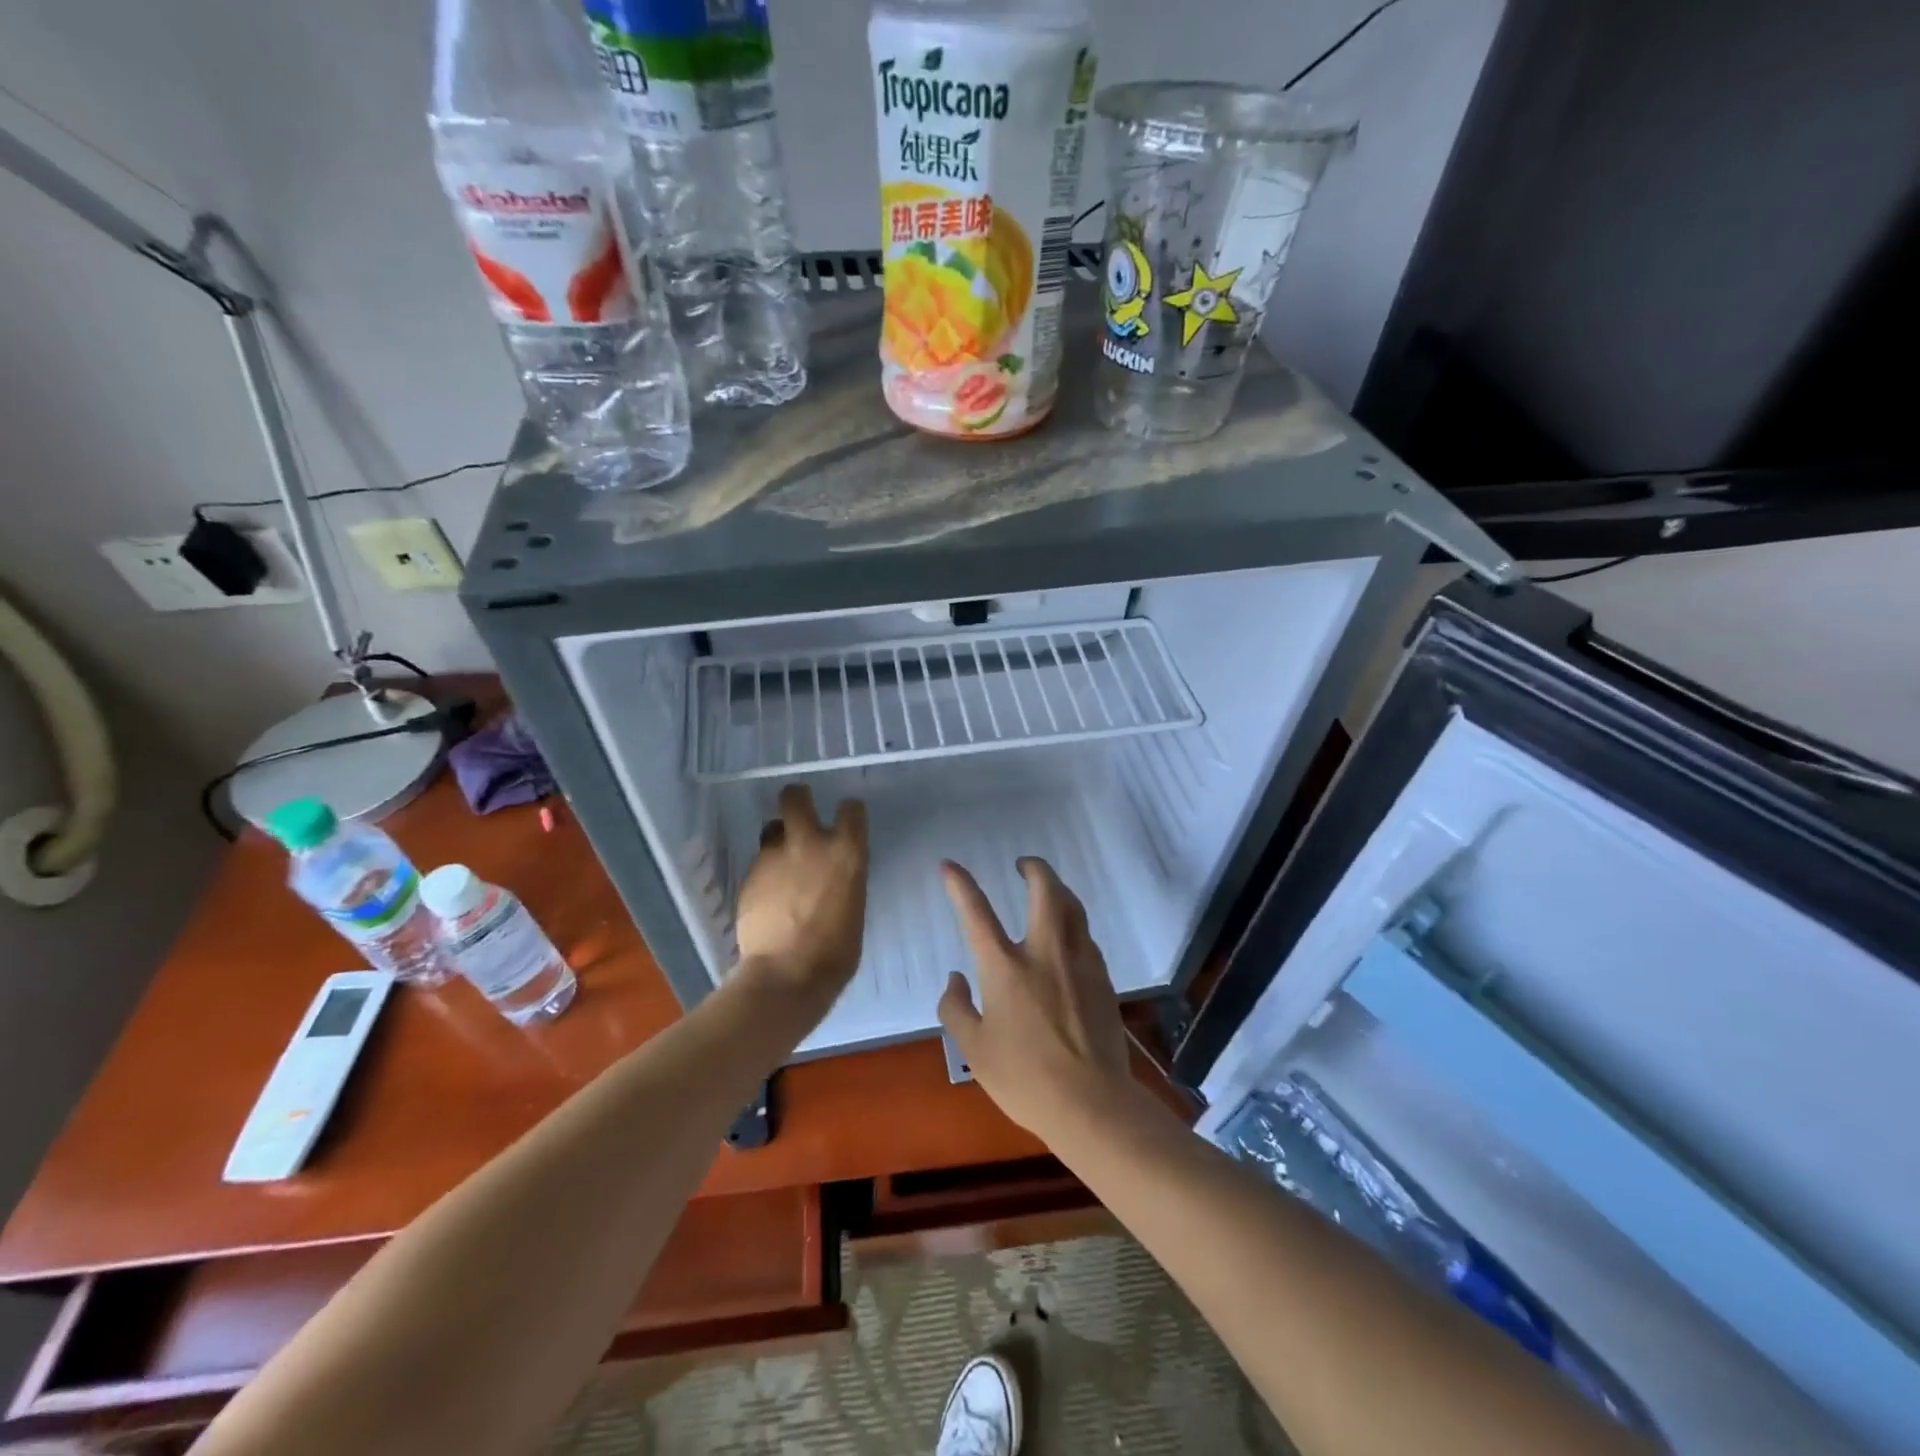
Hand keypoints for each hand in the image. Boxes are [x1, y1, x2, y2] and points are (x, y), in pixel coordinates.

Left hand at [735, 785, 868, 1005]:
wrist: (787, 975)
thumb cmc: (835, 952)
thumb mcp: (853, 907)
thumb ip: (843, 880)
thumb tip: (832, 877)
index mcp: (846, 852)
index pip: (851, 809)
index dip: (849, 812)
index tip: (846, 819)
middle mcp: (810, 843)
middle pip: (795, 797)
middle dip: (797, 798)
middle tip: (799, 810)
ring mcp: (775, 857)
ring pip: (772, 828)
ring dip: (779, 839)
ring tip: (781, 862)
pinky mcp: (749, 875)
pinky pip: (759, 862)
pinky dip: (765, 872)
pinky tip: (768, 896)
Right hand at [937, 857, 1133, 1141]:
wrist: (1092, 1104)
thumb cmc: (1024, 1079)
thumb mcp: (974, 1049)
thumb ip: (957, 1008)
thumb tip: (955, 979)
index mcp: (1005, 967)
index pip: (976, 912)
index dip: (960, 884)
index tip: (949, 865)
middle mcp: (1044, 952)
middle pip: (1045, 890)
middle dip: (1034, 867)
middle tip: (1024, 865)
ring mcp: (1078, 962)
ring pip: (1073, 907)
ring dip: (1058, 891)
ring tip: (1048, 892)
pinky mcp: (1102, 979)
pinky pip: (1086, 937)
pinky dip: (1073, 926)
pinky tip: (1068, 941)